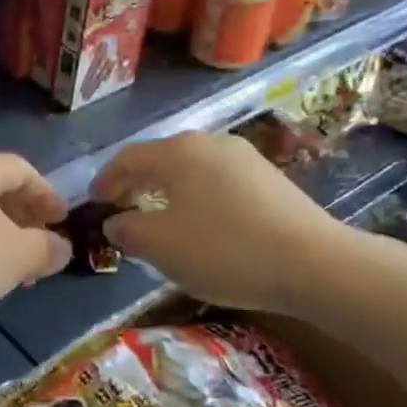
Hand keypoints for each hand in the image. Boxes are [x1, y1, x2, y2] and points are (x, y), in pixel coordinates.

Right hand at [93, 132, 347, 311]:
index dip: (105, 180)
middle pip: (160, 157)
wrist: (313, 263)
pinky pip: (215, 179)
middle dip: (135, 181)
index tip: (93, 202)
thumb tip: (115, 223)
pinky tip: (198, 222)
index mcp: (178, 152)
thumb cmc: (224, 250)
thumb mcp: (160, 246)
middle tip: (120, 206)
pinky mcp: (268, 177)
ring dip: (165, 189)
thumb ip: (127, 230)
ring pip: (189, 168)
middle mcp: (210, 143)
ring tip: (156, 215)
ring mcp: (244, 157)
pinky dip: (194, 195)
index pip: (127, 158)